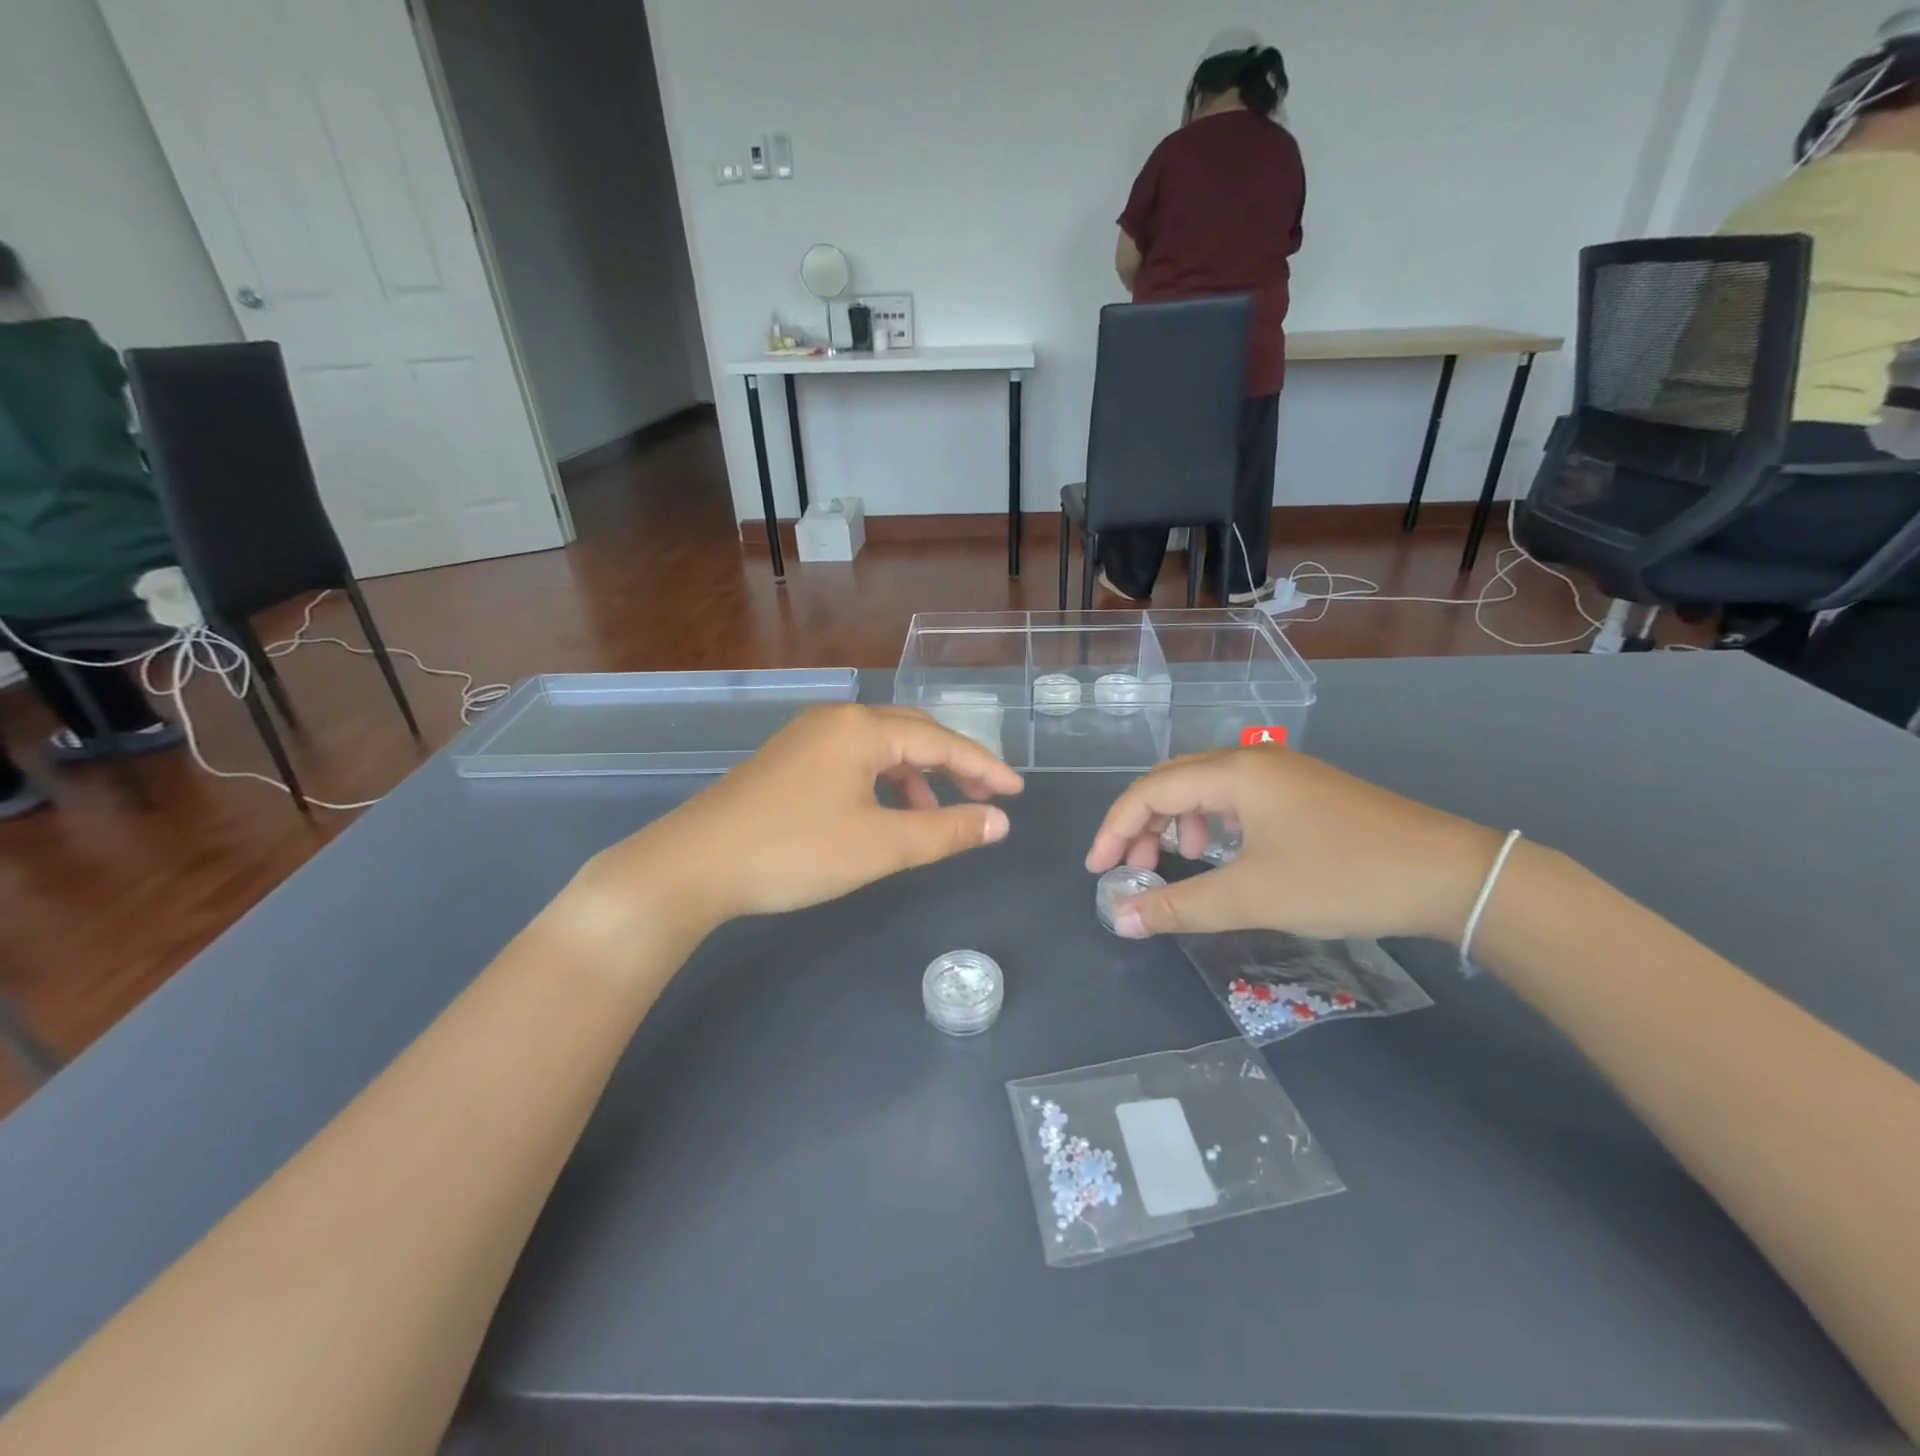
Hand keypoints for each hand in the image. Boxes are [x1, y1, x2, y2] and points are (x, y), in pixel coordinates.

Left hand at [580, 704, 1023, 935]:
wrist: (693, 865)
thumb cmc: (795, 851)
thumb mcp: (880, 845)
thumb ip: (945, 832)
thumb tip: (998, 822)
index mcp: (862, 728)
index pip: (941, 741)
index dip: (984, 767)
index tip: (1017, 792)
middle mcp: (836, 721)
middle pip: (912, 734)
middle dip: (953, 765)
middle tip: (987, 796)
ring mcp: (807, 739)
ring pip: (881, 749)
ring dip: (916, 778)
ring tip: (936, 816)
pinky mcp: (788, 762)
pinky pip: (853, 762)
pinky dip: (881, 785)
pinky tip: (884, 816)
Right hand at [1085, 745, 1501, 941]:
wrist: (1449, 874)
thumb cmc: (1341, 877)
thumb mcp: (1252, 897)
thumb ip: (1179, 907)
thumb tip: (1121, 921)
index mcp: (1233, 773)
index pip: (1149, 792)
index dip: (1115, 830)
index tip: (1099, 872)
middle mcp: (1251, 761)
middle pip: (1172, 782)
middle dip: (1143, 825)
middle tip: (1135, 869)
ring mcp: (1282, 772)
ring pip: (1204, 788)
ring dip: (1178, 823)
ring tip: (1183, 861)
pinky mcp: (1304, 791)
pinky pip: (1236, 797)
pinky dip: (1213, 823)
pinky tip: (1225, 853)